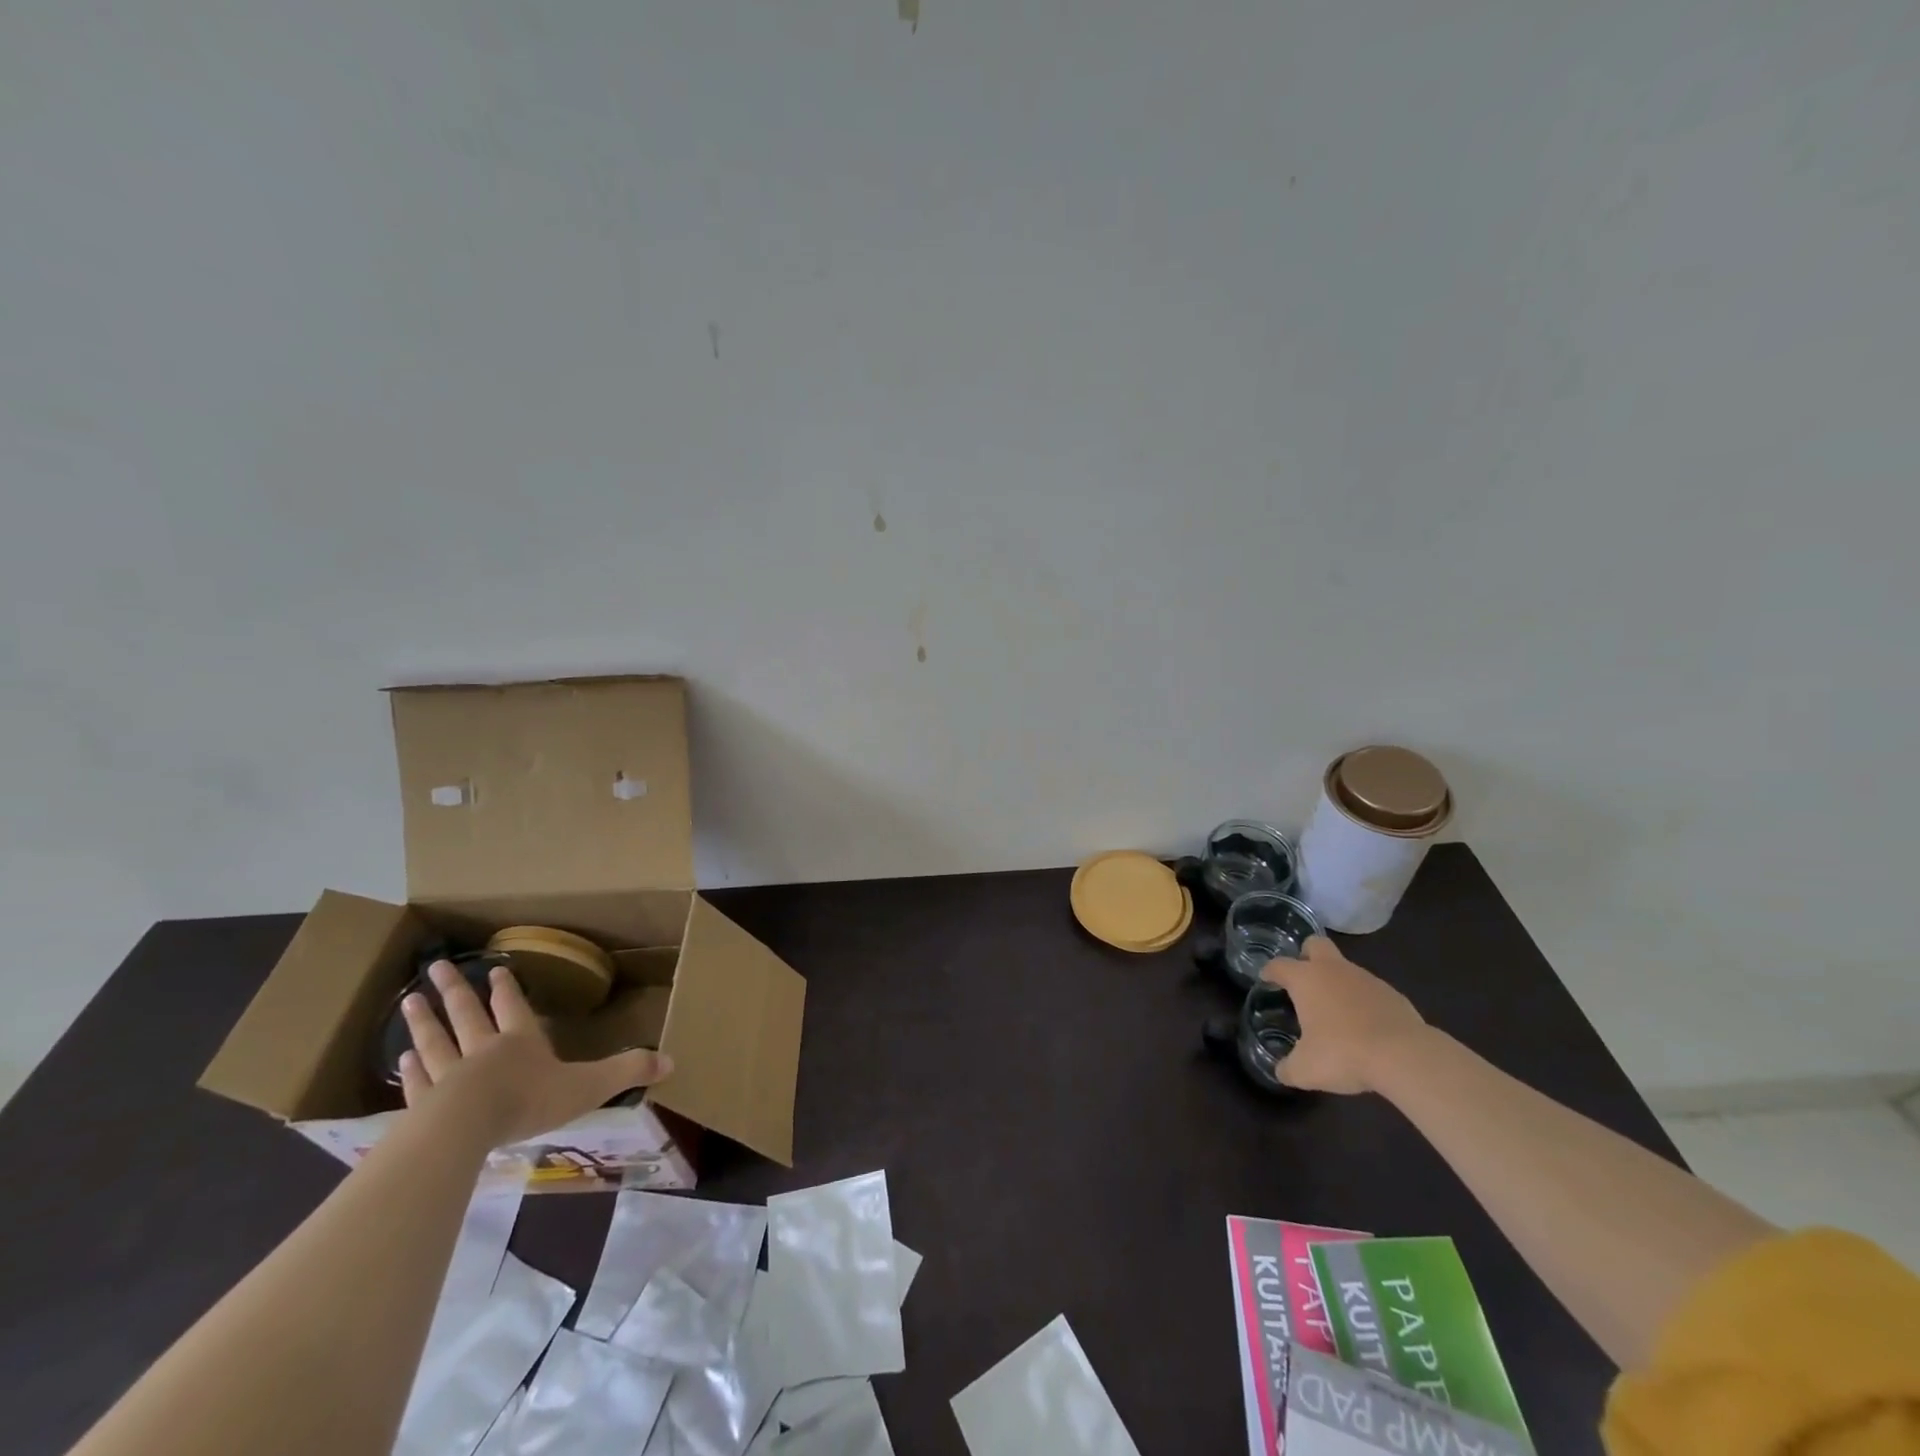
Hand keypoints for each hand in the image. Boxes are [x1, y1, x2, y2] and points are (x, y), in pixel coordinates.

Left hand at [399, 959, 672, 1144]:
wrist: (466, 1128)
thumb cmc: (529, 1100)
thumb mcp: (589, 1085)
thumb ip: (626, 1071)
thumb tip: (671, 1061)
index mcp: (521, 1041)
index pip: (513, 1007)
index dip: (506, 989)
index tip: (495, 970)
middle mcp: (483, 1050)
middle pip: (466, 1014)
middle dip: (455, 990)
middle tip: (435, 968)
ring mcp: (449, 1076)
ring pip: (435, 1042)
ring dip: (423, 1021)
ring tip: (409, 1001)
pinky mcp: (425, 1105)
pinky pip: (418, 1082)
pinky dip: (411, 1070)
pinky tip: (399, 1061)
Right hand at [1260, 935, 1427, 1093]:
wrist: (1406, 1057)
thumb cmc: (1344, 1053)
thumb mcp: (1306, 1070)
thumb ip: (1288, 1068)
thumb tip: (1282, 1071)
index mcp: (1306, 979)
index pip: (1279, 965)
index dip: (1269, 971)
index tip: (1266, 978)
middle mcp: (1334, 970)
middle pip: (1315, 944)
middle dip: (1307, 956)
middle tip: (1304, 980)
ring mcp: (1367, 979)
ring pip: (1346, 969)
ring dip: (1338, 984)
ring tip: (1337, 1014)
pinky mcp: (1393, 994)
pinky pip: (1370, 991)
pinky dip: (1364, 1003)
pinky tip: (1366, 1027)